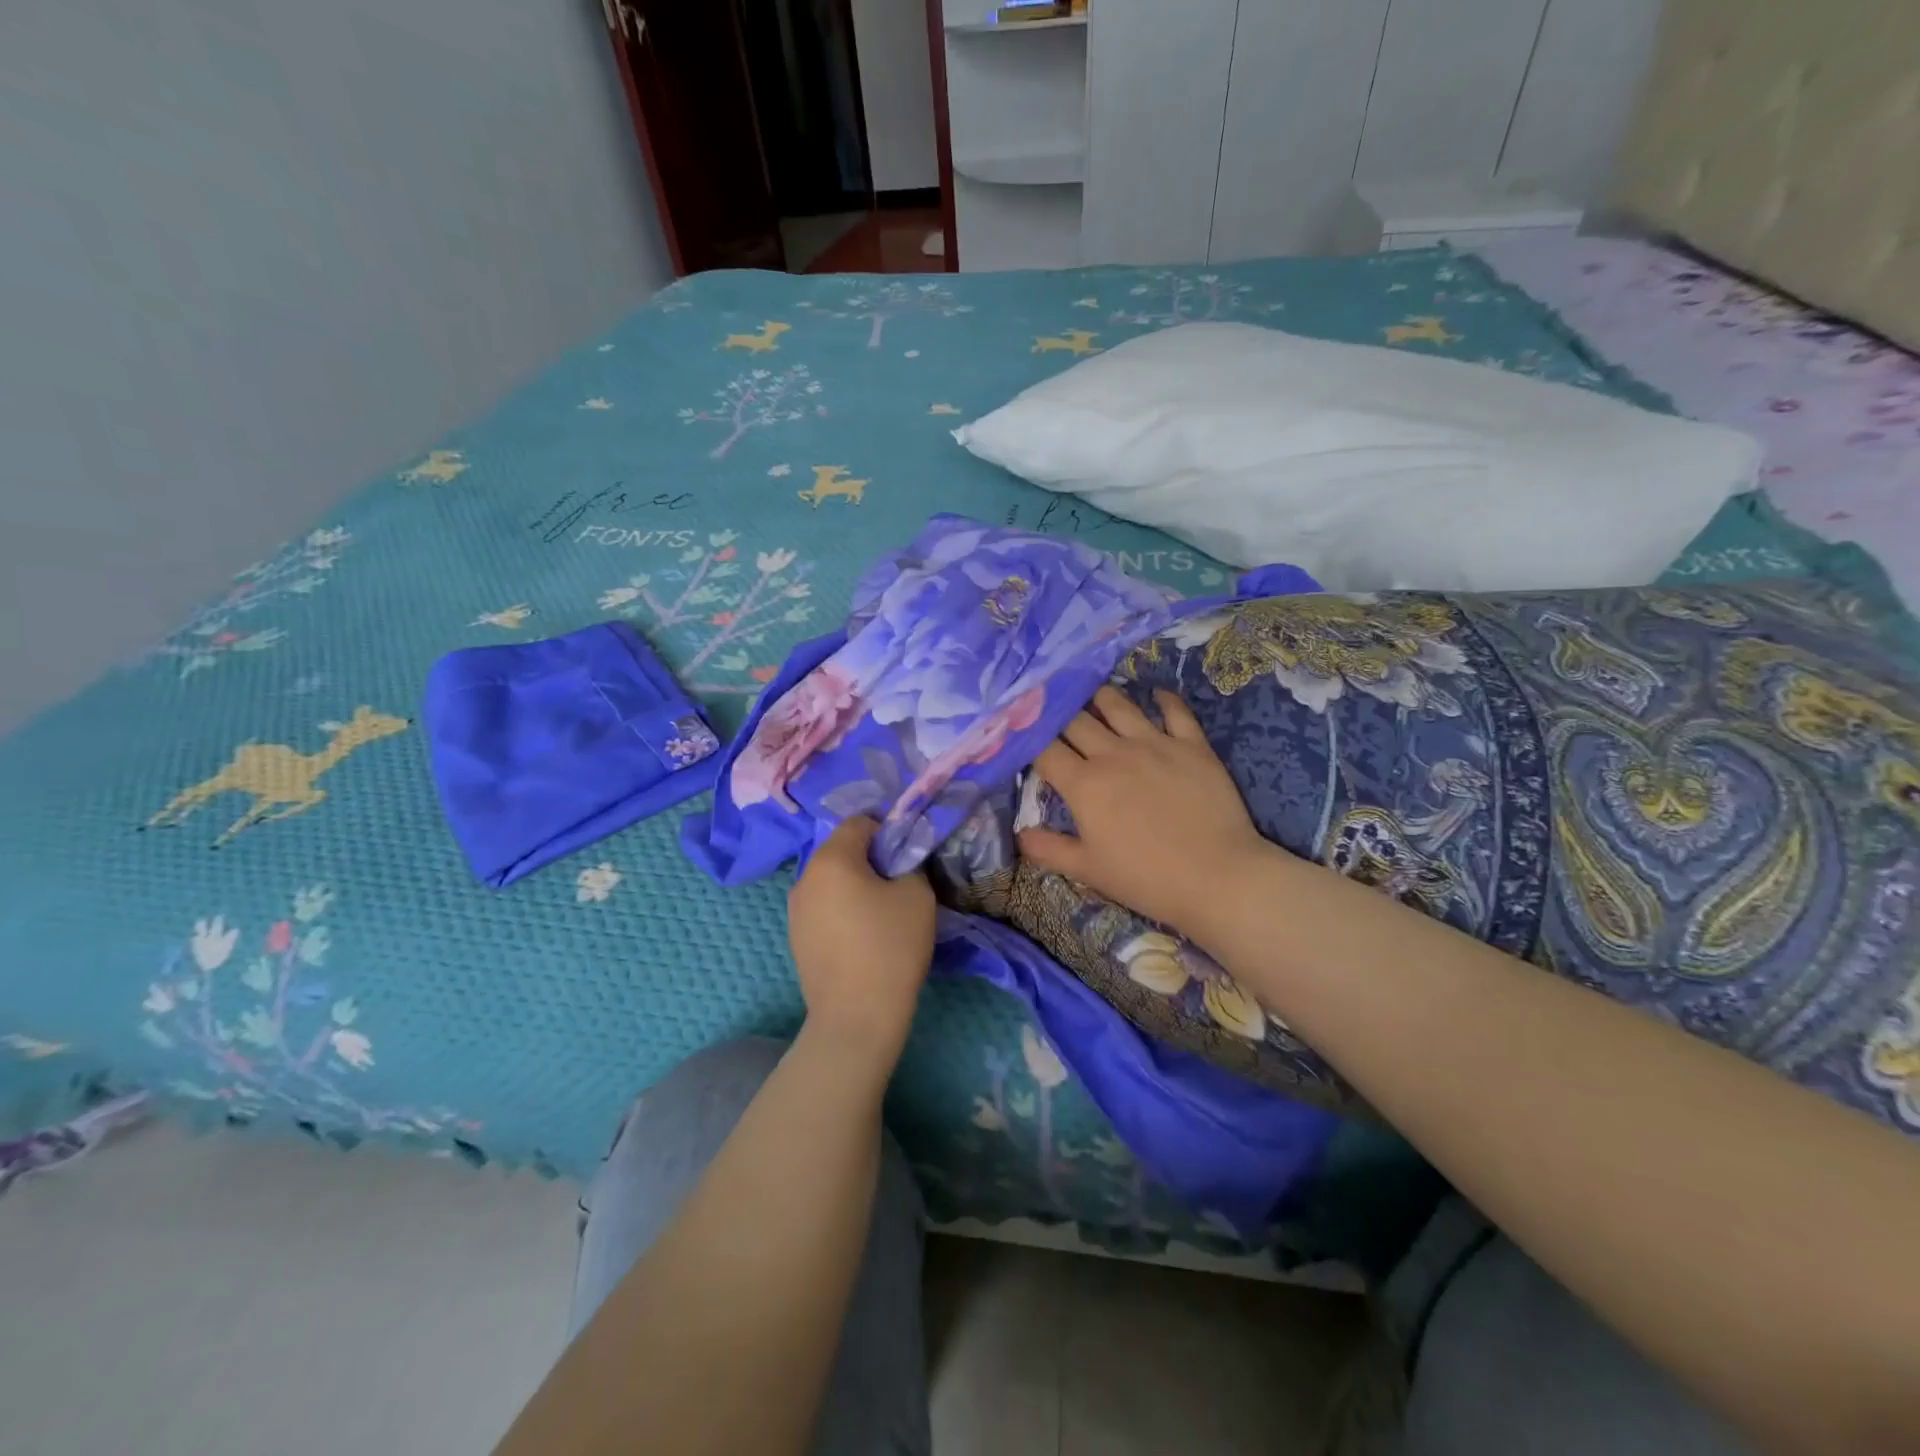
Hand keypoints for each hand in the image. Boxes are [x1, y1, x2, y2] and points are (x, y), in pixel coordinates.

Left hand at [788, 817, 935, 1061]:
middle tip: (900, 884)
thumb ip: (909, 863)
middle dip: (871, 859)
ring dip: (856, 885)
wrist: (856, 1018)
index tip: (909, 856)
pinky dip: (843, 910)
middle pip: (842, 850)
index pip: (860, 822)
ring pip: (832, 881)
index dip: (888, 831)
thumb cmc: (890, 947)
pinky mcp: (796, 938)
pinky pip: (824, 907)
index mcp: (830, 859)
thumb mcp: (917, 894)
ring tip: (882, 914)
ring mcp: (795, 910)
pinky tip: (863, 937)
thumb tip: (898, 862)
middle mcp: (804, 877)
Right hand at [1019, 686, 1277, 938]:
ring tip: (1092, 692)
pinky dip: (1163, 699)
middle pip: (1076, 719)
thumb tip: (1020, 834)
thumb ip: (1049, 849)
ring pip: (1118, 705)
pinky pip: (1175, 711)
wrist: (1216, 877)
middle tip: (1051, 708)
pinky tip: (1156, 694)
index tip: (1021, 731)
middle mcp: (1114, 754)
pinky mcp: (1192, 745)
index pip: (1045, 749)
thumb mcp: (1088, 870)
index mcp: (1084, 784)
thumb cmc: (1145, 878)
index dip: (1028, 737)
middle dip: (1058, 712)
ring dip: (1100, 697)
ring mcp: (1155, 743)